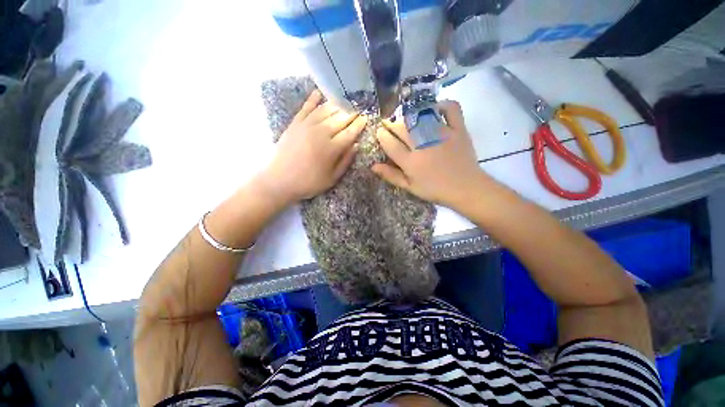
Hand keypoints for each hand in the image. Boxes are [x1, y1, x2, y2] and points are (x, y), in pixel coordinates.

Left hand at [260, 90, 366, 203]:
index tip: (366, 118)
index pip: (349, 133)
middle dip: (351, 113)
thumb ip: (345, 161)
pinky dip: (313, 99)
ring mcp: (306, 126)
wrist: (279, 180)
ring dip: (337, 105)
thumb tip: (356, 145)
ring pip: (325, 110)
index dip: (359, 125)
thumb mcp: (332, 178)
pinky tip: (319, 92)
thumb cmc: (309, 182)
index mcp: (331, 148)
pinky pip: (306, 108)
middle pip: (339, 119)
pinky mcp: (295, 124)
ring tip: (345, 101)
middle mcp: (321, 133)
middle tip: (359, 107)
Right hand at [372, 101, 486, 207]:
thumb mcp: (410, 187)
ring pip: (420, 118)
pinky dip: (443, 105)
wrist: (466, 188)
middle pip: (401, 129)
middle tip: (388, 124)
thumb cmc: (435, 190)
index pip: (390, 144)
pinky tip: (435, 108)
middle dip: (391, 124)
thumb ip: (391, 176)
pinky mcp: (458, 129)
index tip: (379, 132)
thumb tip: (373, 166)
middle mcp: (423, 145)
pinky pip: (451, 110)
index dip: (382, 136)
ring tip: (405, 119)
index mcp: (410, 162)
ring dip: (409, 116)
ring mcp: (441, 135)